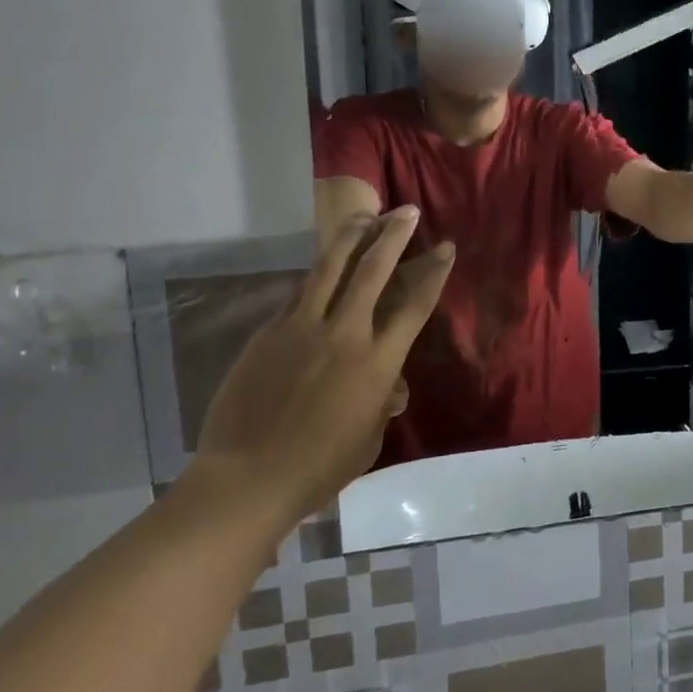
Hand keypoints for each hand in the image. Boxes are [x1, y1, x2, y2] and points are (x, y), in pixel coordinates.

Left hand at [185, 207, 454, 529]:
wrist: (247, 480)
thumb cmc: (318, 468)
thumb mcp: (368, 439)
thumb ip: (381, 403)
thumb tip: (387, 385)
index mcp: (377, 362)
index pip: (414, 305)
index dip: (433, 272)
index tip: (445, 247)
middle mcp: (344, 334)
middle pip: (373, 270)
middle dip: (393, 236)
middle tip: (405, 211)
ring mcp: (302, 328)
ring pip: (330, 268)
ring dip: (351, 238)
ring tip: (364, 216)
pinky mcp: (269, 333)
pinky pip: (298, 294)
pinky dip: (317, 275)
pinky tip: (323, 266)